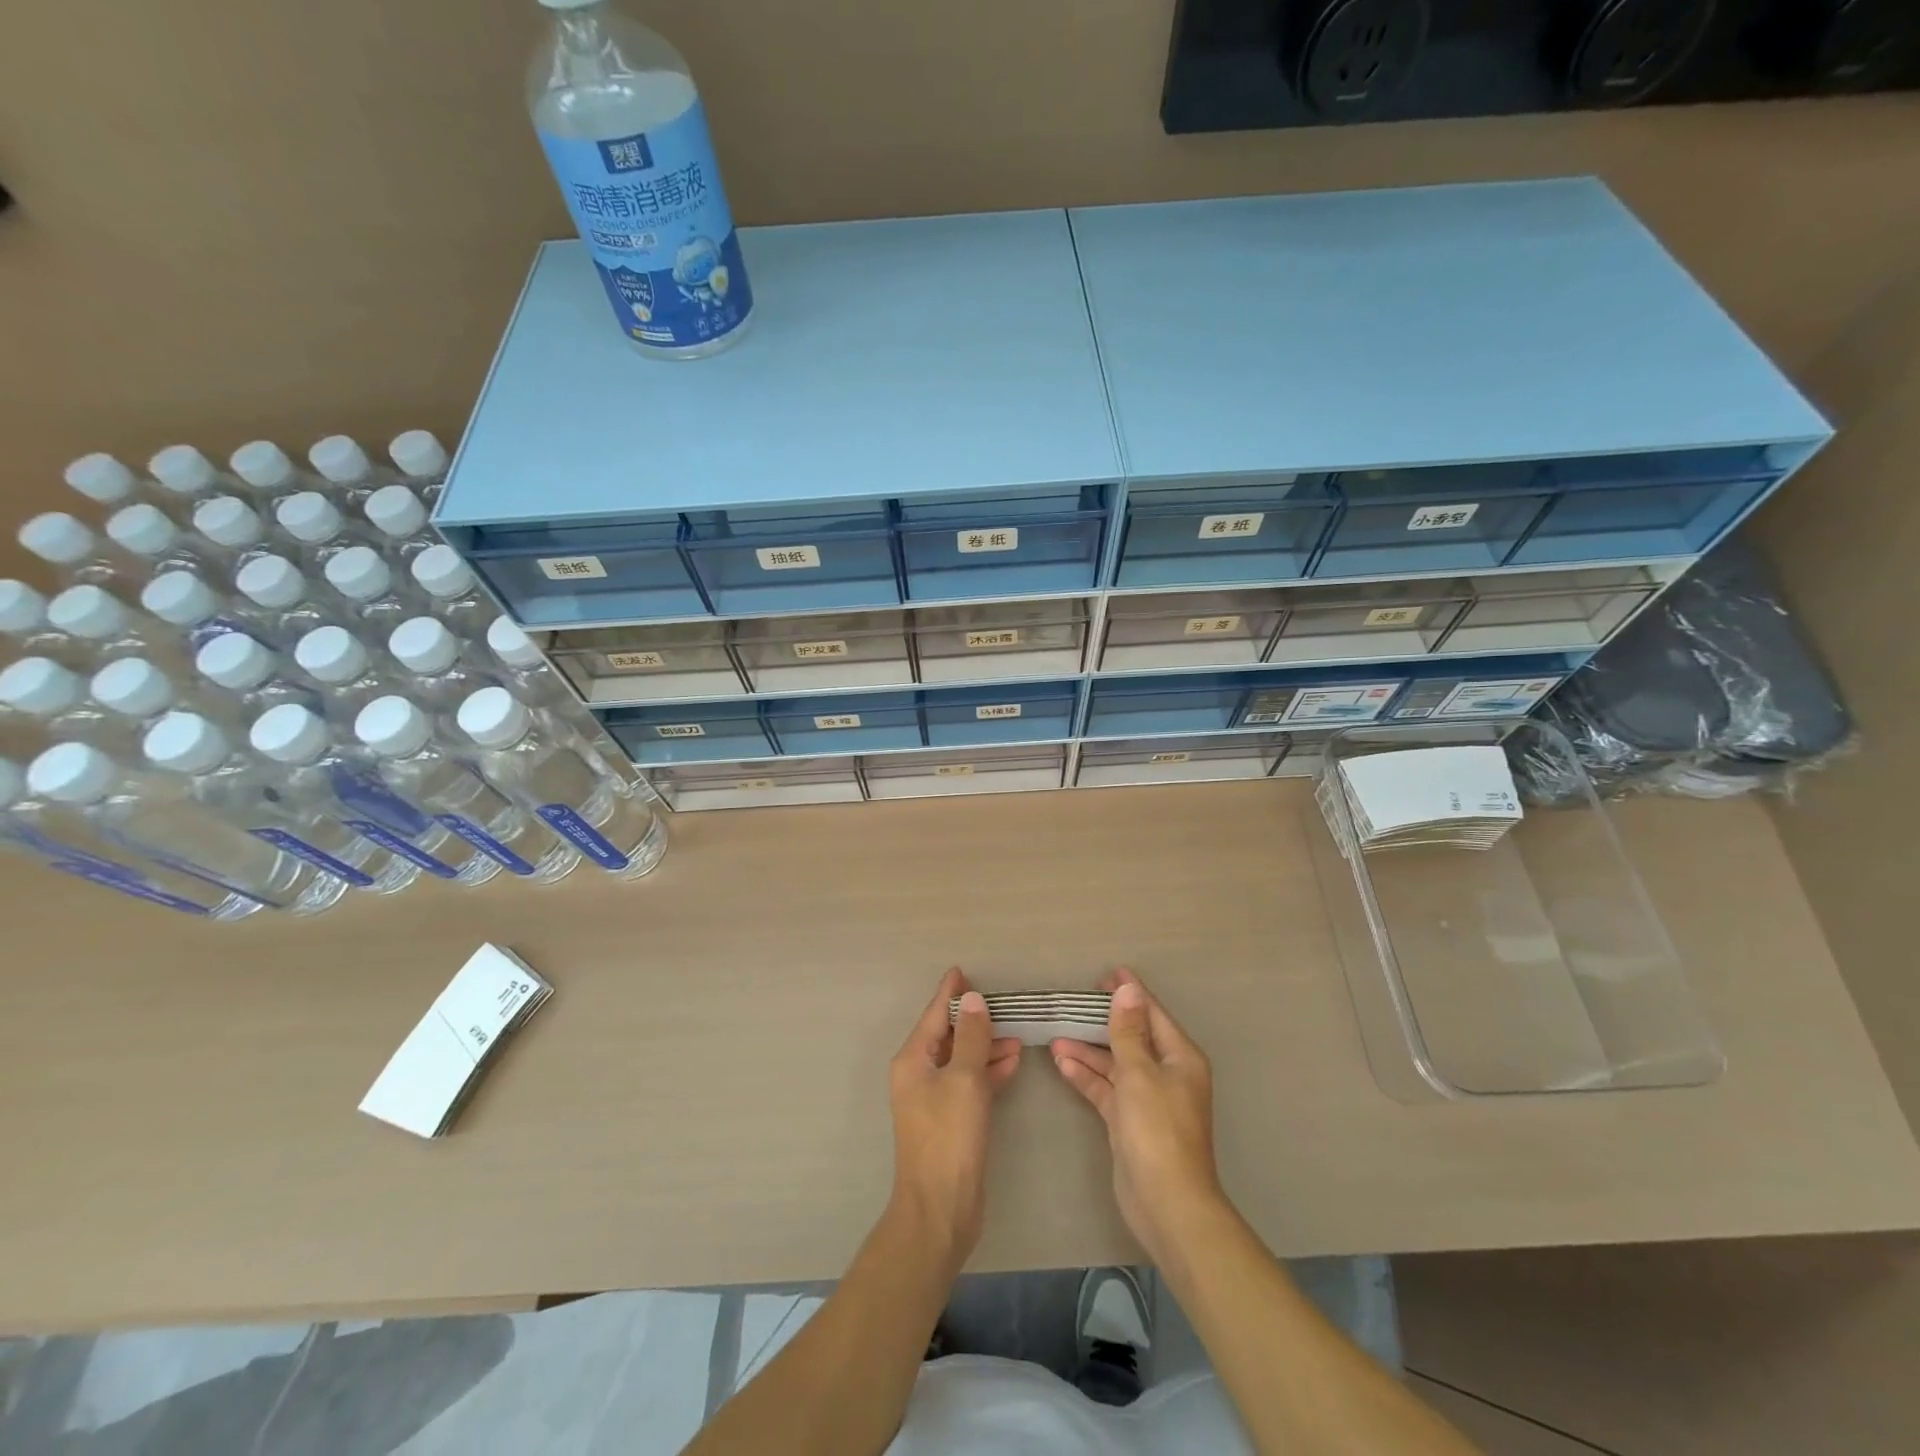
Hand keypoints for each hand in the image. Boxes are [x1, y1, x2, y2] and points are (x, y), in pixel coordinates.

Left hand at [887, 968, 1021, 1270]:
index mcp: (913, 1060)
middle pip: (948, 1036)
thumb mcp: (965, 1080)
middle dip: (974, 1021)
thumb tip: (973, 1000)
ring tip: (1017, 1035)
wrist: (941, 1208)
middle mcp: (919, 1075)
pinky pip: (970, 1083)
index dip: (949, 993)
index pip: (933, 1015)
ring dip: (986, 1046)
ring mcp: (934, 1100)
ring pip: (962, 1060)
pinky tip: (1012, 1063)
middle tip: (1003, 1005)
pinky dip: (988, 1071)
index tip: (961, 971)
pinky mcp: (950, 1121)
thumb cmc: (949, 1138)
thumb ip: (972, 1037)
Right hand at [1052, 969, 1224, 1265]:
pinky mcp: (1130, 1122)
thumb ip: (1128, 1031)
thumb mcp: (1139, 1073)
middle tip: (1074, 1002)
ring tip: (1055, 1034)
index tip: (1105, 974)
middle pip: (1132, 1037)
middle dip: (1103, 1020)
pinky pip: (1107, 1088)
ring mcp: (1148, 1099)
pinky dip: (1087, 1076)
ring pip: (1115, 1063)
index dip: (1130, 993)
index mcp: (1179, 1057)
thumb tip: (1128, 989)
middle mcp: (1166, 1073)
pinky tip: (1061, 1063)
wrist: (1167, 1205)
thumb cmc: (1158, 1131)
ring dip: (1088, 1050)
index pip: (1152, 1014)